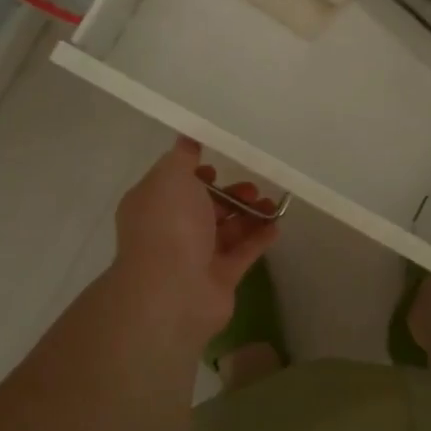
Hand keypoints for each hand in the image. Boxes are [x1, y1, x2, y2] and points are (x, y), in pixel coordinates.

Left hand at [112, 138, 278, 350]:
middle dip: (230, 193)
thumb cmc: (169, 225)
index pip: (176, 183)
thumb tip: (187, 138)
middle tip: (253, 186)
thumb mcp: (171, 176)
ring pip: (226, 230)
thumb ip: (183, 156)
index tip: (220, 163)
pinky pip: (242, 253)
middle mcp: (171, 230)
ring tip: (272, 204)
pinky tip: (278, 225)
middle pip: (205, 207)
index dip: (197, 172)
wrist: (173, 292)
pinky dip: (259, 238)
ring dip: (249, 214)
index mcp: (153, 205)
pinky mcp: (219, 278)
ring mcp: (195, 257)